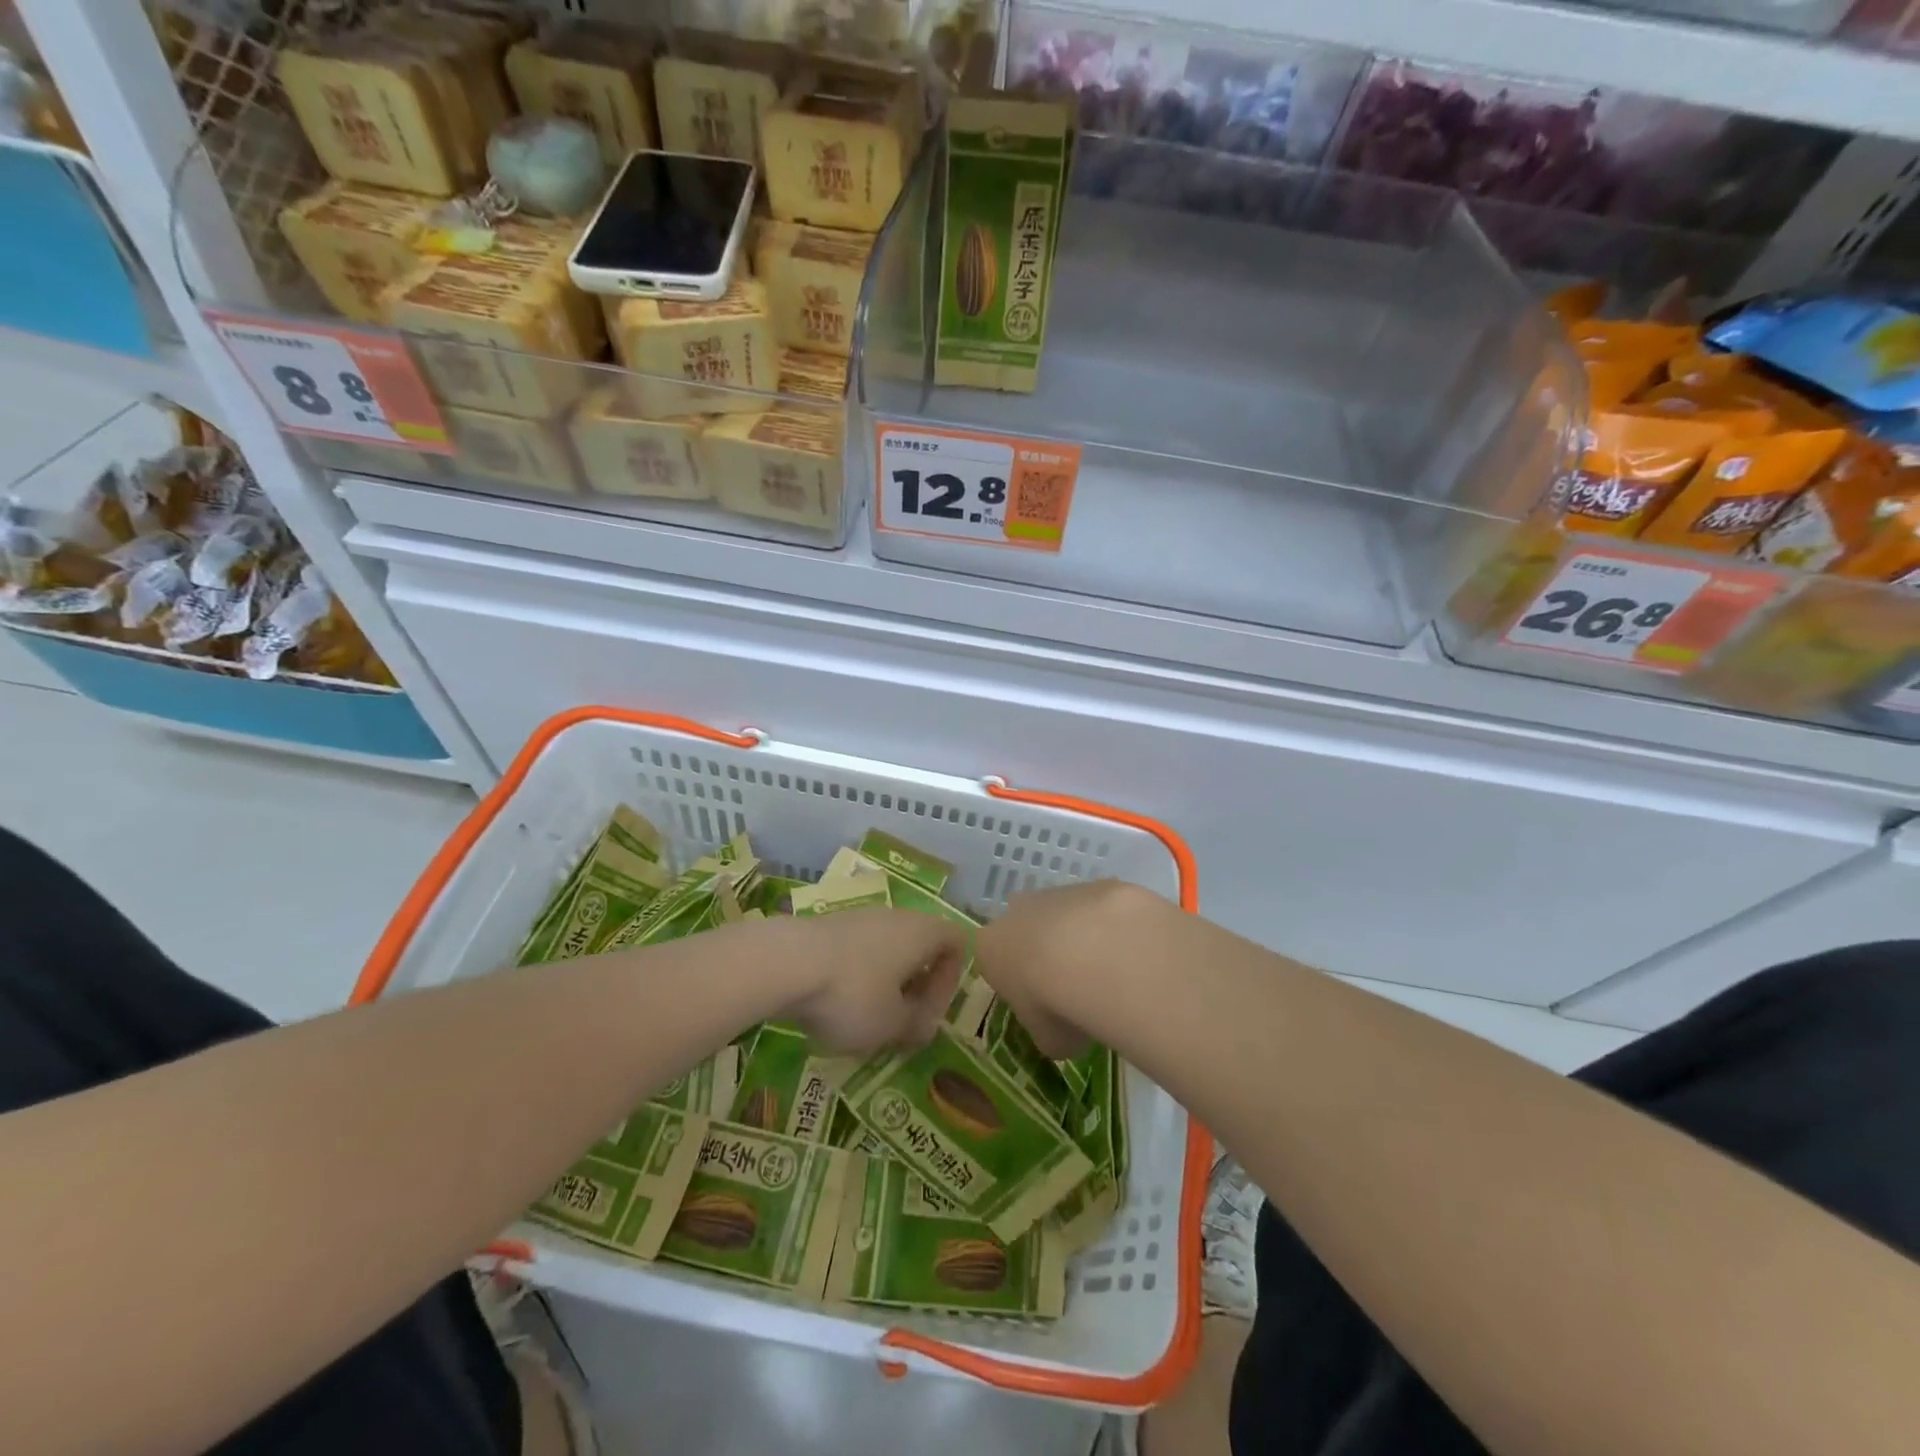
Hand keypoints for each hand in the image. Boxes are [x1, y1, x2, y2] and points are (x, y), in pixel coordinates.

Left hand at [775, 909, 968, 1055]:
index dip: (951, 980)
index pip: (957, 943)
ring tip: (863, 1020)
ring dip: (883, 984)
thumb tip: (924, 1025)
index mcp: (923, 932)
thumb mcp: (892, 1025)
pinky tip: (832, 1005)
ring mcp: (860, 916)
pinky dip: (854, 976)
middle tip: (899, 1022)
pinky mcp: (828, 926)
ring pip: (886, 950)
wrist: (785, 961)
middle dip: (914, 987)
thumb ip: (917, 1026)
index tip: (928, 1013)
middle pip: (920, 947)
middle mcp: (897, 916)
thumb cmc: (852, 994)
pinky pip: (856, 951)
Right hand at [973, 880, 1172, 1057]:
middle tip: (1073, 984)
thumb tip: (1065, 1033)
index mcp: (991, 947)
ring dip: (1082, 936)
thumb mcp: (1048, 1039)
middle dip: (1046, 949)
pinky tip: (1133, 953)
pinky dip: (1115, 927)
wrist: (1096, 957)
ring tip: (1111, 972)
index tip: (1039, 1004)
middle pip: (1027, 927)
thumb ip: (1050, 1032)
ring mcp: (1059, 892)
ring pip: (1067, 914)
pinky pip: (1103, 909)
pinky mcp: (1099, 884)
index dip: (1017, 982)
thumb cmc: (1054, 1005)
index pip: (994, 960)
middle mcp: (1018, 911)